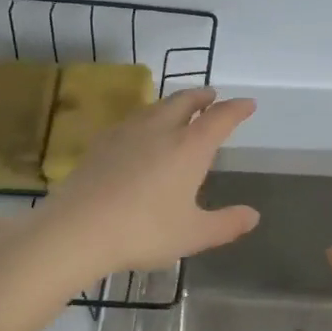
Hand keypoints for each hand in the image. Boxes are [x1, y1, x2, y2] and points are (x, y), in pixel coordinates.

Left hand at [38, 87, 259, 278]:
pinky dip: (146, 119)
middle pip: (184, 101)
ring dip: (172, 103)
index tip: (248, 104)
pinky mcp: (100, 143)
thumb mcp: (193, 234)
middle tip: (211, 96)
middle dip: (201, 96)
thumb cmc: (144, 231)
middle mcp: (160, 130)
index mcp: (189, 147)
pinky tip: (139, 133)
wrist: (78, 229)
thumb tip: (253, 215)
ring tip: (178, 110)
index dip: (236, 110)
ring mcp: (126, 133)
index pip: (219, 118)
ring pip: (155, 107)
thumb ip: (226, 224)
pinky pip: (131, 121)